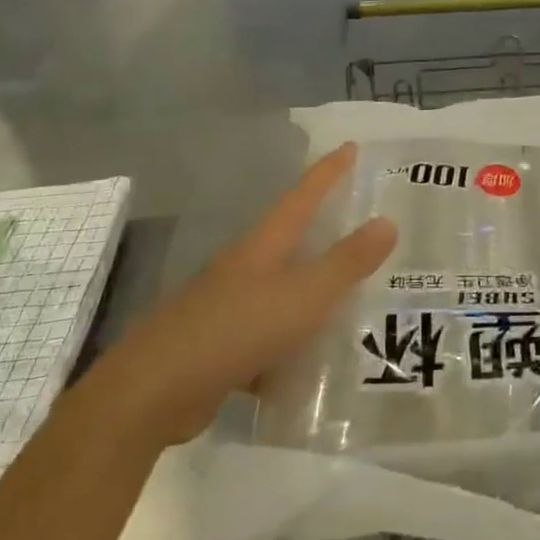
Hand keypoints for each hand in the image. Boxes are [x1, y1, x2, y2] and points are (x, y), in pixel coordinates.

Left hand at [130, 143, 394, 441]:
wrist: (152, 393)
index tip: (351, 146)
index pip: (303, 196)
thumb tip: (387, 222)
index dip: (328, 172)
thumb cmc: (233, 331)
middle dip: (322, 228)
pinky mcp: (219, 346)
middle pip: (290, 238)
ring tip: (350, 299)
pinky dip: (290, 343)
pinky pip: (267, 335)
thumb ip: (346, 263)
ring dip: (310, 291)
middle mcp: (245, 267)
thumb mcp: (301, 297)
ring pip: (280, 290)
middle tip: (361, 223)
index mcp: (264, 246)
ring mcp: (228, 306)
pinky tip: (310, 365)